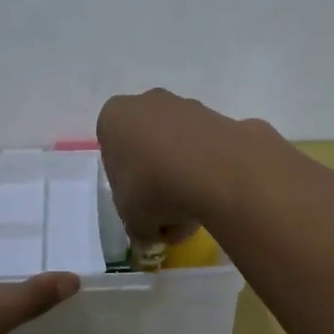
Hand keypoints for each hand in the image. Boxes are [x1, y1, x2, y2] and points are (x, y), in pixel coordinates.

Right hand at [96, 88, 267, 246]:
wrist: (218, 171)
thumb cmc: (156, 189)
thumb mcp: (133, 221)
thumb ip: (138, 225)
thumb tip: (152, 230)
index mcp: (115, 118)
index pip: (112, 153)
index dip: (125, 185)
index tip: (138, 208)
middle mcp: (148, 103)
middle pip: (147, 147)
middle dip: (157, 180)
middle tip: (168, 213)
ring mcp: (188, 106)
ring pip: (179, 147)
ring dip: (184, 177)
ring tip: (196, 213)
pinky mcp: (222, 117)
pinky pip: (208, 150)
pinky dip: (210, 171)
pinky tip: (217, 198)